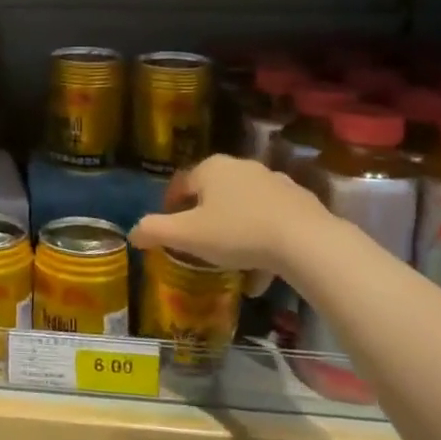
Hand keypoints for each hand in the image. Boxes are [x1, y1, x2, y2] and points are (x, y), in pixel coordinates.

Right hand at [128, 154, 330, 293]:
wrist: (307, 242)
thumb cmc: (238, 233)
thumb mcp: (188, 235)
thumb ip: (155, 231)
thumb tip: (133, 232)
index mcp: (212, 168)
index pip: (182, 183)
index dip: (170, 205)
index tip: (169, 229)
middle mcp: (242, 167)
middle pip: (214, 193)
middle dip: (204, 218)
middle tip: (198, 244)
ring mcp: (275, 183)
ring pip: (244, 208)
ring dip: (234, 231)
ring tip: (232, 262)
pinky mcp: (301, 203)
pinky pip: (271, 221)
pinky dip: (262, 241)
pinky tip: (263, 272)